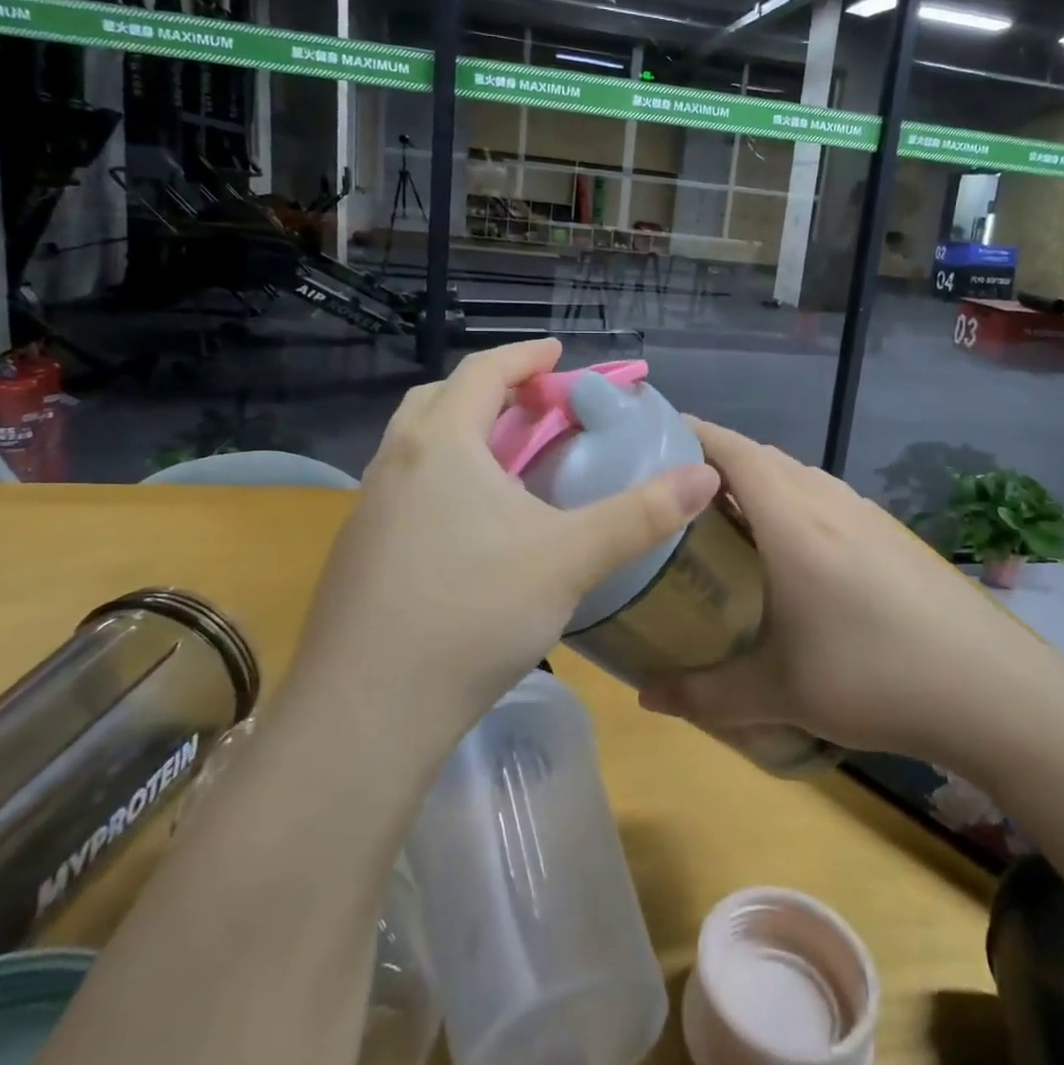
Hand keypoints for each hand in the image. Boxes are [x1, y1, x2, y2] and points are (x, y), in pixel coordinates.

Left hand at [291, 340, 718, 741]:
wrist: (366, 711)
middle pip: (441, 399)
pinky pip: (404, 488)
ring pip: (416, 446)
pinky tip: (469, 527)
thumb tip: (705, 476)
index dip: (525, 356)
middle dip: (491, 391)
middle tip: (534, 409)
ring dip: (462, 436)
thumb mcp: (570, 558)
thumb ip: (641, 515)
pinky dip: (441, 480)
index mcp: (442, 444)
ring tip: (506, 464)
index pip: (483, 371)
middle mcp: (396, 463)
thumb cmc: (474, 612)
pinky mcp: (358, 552)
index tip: (558, 353)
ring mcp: (368, 509)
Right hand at [640, 420, 1012, 755]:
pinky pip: (825, 499)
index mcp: (792, 519)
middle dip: (714, 463)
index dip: (691, 434)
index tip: (651, 439)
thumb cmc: (875, 677)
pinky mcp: (891, 533)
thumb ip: (703, 694)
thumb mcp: (780, 692)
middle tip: (674, 496)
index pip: (732, 450)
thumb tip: (646, 697)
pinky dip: (792, 505)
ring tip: (726, 523)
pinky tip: (793, 555)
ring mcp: (865, 513)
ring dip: (757, 484)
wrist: (993, 690)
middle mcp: (827, 500)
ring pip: (796, 477)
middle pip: (761, 457)